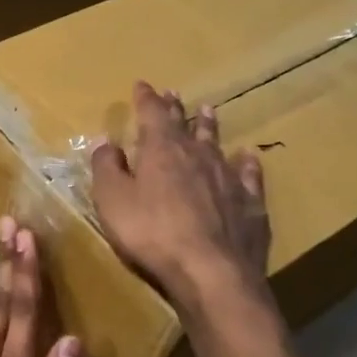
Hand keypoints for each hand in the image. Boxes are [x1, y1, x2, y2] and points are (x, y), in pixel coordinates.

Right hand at [90, 81, 277, 320]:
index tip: (142, 85)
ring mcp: (228, 177)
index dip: (145, 99)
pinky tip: (247, 157)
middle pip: (185, 125)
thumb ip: (107, 168)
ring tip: (208, 110)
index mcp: (161, 150)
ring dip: (210, 127)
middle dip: (175, 108)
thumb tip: (106, 142)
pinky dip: (246, 163)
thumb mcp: (113, 200)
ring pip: (217, 143)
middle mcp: (197, 155)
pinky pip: (248, 174)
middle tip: (173, 94)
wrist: (211, 270)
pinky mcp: (250, 203)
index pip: (151, 114)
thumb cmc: (151, 233)